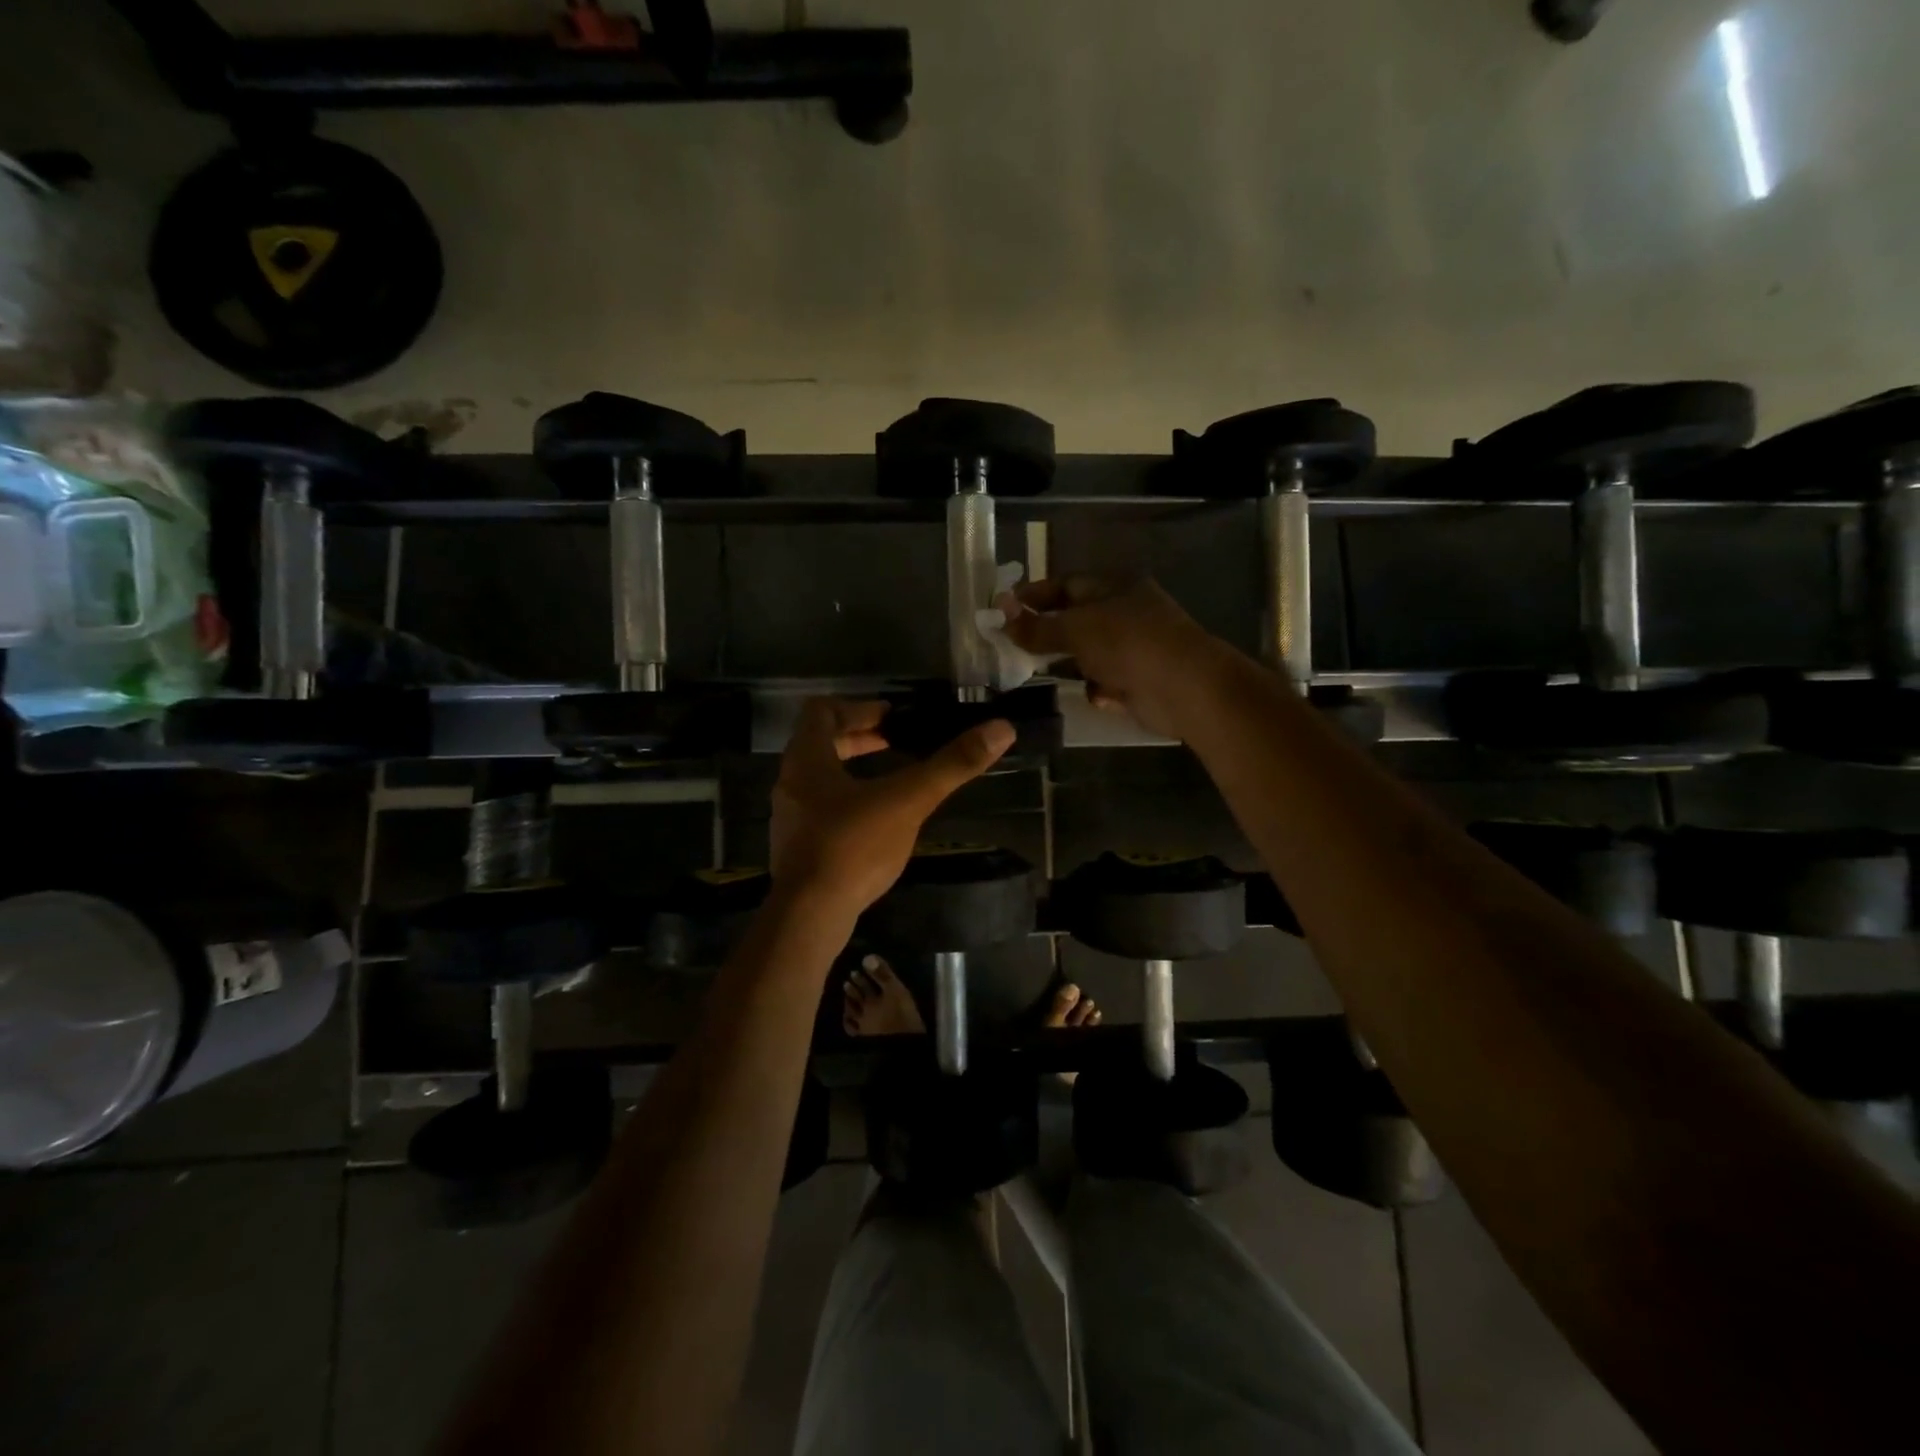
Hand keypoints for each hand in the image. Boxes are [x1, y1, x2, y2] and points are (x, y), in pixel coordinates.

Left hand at [770, 698, 1014, 917]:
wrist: (808, 916)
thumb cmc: (852, 847)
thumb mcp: (908, 801)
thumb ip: (952, 765)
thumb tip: (1001, 729)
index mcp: (806, 759)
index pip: (822, 711)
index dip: (858, 707)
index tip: (892, 718)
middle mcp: (790, 782)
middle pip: (820, 743)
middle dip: (860, 738)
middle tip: (897, 742)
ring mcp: (790, 817)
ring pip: (819, 778)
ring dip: (852, 769)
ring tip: (892, 779)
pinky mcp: (796, 847)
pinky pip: (820, 808)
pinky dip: (847, 801)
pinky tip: (877, 821)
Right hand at [999, 575, 1229, 738]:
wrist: (1184, 687)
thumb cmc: (1127, 643)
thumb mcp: (1075, 628)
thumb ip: (1036, 626)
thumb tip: (1001, 615)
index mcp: (1114, 587)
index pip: (1065, 584)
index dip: (1033, 596)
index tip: (1002, 610)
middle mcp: (1125, 613)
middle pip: (1076, 621)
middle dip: (1047, 634)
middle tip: (1013, 646)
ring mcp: (1135, 648)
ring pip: (1089, 654)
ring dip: (1071, 665)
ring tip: (1042, 673)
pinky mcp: (1140, 680)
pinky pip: (1107, 682)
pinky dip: (1101, 689)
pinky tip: (1101, 694)